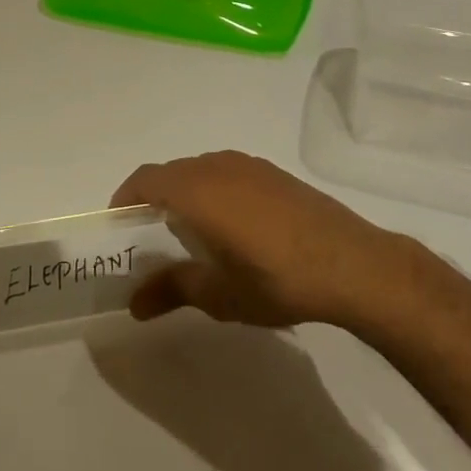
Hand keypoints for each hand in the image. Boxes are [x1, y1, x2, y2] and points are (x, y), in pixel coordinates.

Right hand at [110, 151, 421, 330]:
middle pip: (170, 173)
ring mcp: (249, 166)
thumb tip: (133, 303)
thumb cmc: (276, 279)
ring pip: (200, 171)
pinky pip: (227, 173)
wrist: (352, 263)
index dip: (125, 200)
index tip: (119, 229)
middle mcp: (218, 166)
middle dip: (154, 200)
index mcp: (196, 190)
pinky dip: (213, 191)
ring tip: (190, 235)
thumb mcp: (218, 294)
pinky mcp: (274, 173)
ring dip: (185, 194)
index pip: (144, 180)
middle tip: (151, 239)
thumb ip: (171, 290)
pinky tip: (231, 227)